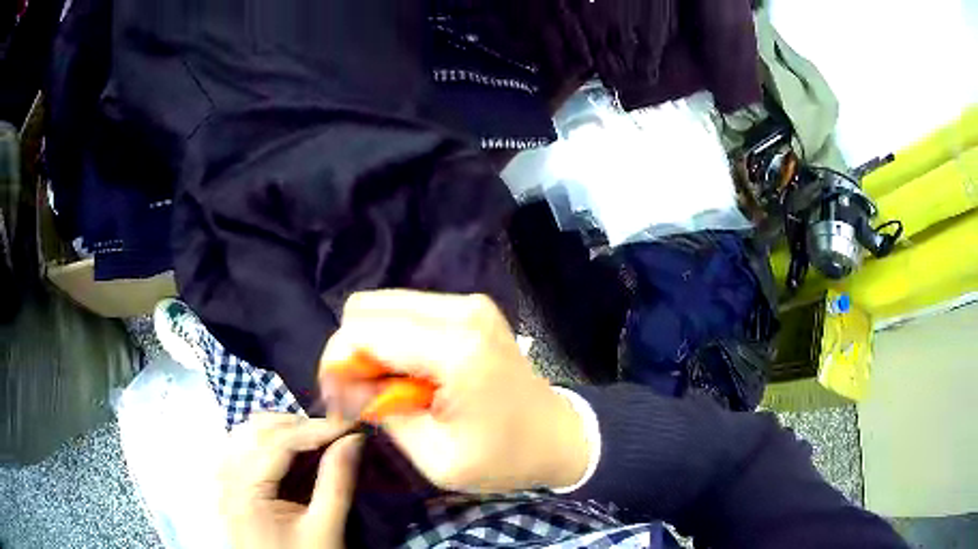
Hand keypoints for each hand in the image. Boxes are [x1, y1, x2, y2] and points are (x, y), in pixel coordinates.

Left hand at [218, 413, 363, 548]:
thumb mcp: (325, 529)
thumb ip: (336, 482)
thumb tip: (352, 440)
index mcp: (245, 491)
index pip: (277, 441)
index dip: (315, 428)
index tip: (350, 425)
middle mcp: (225, 478)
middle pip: (256, 430)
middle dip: (298, 425)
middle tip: (334, 434)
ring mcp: (222, 480)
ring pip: (246, 434)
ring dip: (280, 430)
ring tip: (313, 440)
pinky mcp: (226, 486)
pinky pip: (240, 447)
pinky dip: (264, 441)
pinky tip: (286, 452)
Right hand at [320, 290, 589, 492]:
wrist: (559, 438)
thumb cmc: (504, 458)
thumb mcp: (437, 457)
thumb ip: (383, 413)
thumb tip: (341, 382)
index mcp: (455, 349)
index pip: (362, 332)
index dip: (337, 363)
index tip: (338, 401)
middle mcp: (460, 311)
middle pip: (366, 308)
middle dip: (351, 351)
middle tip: (360, 396)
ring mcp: (468, 304)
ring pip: (383, 305)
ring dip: (371, 345)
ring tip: (385, 389)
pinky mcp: (470, 308)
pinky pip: (406, 311)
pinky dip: (393, 340)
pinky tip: (407, 376)